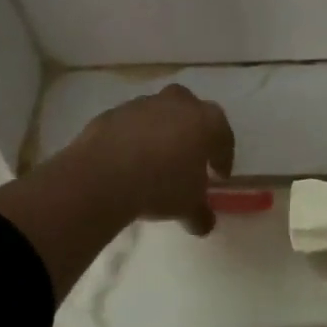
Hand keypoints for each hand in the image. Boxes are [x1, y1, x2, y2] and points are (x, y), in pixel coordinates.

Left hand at [66, 84, 235, 234]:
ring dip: (160, 133)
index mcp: (206, 121)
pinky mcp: (113, 112)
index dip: (222, 157)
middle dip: (191, 133)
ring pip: (159, 115)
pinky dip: (132, 138)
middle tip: (187, 159)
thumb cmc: (160, 186)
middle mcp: (177, 103)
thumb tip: (203, 223)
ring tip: (153, 162)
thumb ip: (200, 213)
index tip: (218, 176)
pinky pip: (130, 124)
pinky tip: (126, 161)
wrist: (103, 175)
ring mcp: (143, 104)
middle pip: (191, 114)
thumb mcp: (187, 207)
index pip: (223, 136)